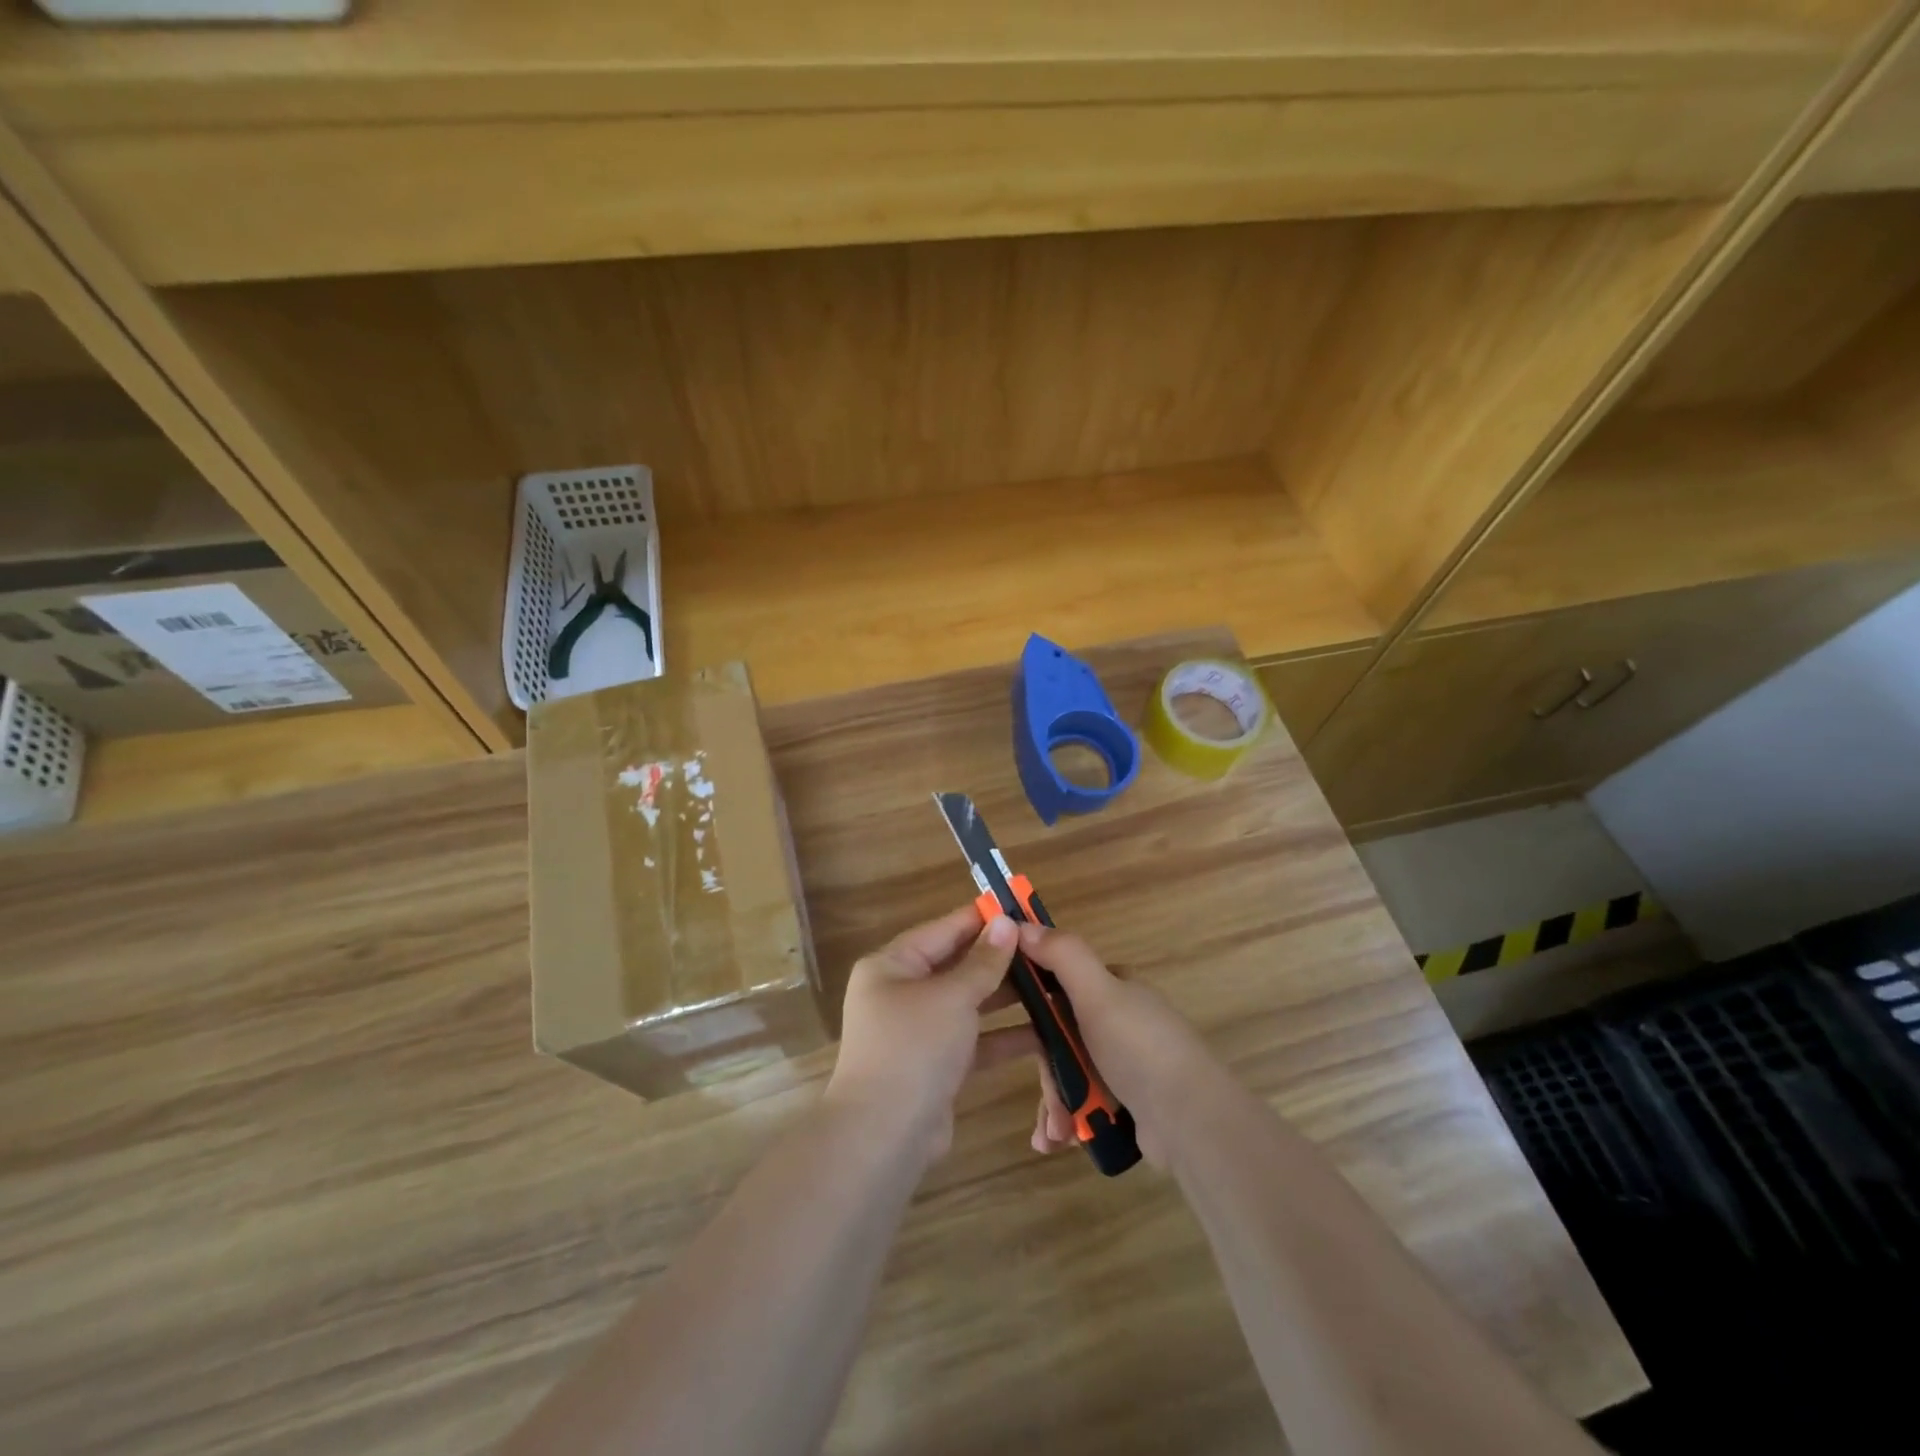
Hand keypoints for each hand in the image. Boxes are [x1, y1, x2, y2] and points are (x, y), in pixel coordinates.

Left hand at [824, 905, 1032, 1164]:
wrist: (884, 1136)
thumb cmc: (913, 1048)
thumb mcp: (952, 997)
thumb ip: (982, 962)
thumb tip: (1005, 922)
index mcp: (892, 966)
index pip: (942, 930)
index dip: (980, 919)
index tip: (1019, 907)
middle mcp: (901, 992)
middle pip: (956, 966)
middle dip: (998, 959)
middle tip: (1043, 947)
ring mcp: (919, 1031)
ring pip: (968, 1003)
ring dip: (1006, 996)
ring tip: (1050, 983)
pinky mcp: (937, 1065)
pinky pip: (974, 1039)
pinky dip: (1003, 1036)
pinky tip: (1043, 1032)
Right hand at [1017, 921, 1220, 1167]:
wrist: (1191, 1121)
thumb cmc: (1139, 1048)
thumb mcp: (1098, 993)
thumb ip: (1063, 955)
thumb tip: (1023, 923)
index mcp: (1114, 988)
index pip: (1059, 983)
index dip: (1030, 1000)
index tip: (1004, 1021)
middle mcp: (1119, 1020)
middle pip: (1060, 1035)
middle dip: (1046, 1070)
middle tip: (1047, 1098)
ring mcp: (1125, 1062)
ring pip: (1070, 1072)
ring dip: (1055, 1102)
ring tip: (1055, 1133)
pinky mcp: (1129, 1100)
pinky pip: (1085, 1103)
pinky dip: (1070, 1121)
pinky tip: (1060, 1141)